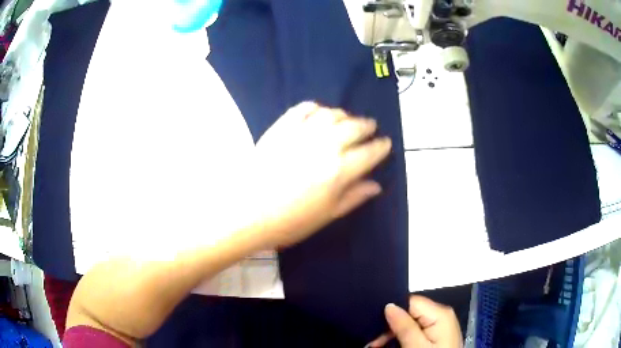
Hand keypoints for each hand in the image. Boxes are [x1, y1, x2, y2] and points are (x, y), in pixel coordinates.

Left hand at [248, 101, 390, 248]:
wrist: (246, 211)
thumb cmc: (289, 221)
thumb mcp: (326, 215)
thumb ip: (353, 197)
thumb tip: (376, 185)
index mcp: (340, 170)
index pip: (370, 152)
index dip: (381, 147)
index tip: (385, 143)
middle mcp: (326, 145)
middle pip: (354, 128)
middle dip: (367, 126)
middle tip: (371, 127)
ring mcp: (302, 132)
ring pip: (332, 114)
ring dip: (345, 115)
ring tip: (348, 119)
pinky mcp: (282, 127)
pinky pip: (303, 109)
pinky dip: (315, 107)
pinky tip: (319, 111)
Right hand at [368, 296, 462, 347]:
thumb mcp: (416, 347)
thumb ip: (405, 327)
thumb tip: (389, 305)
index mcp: (440, 313)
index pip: (411, 301)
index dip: (391, 312)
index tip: (375, 327)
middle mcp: (442, 314)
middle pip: (410, 312)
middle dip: (390, 325)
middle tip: (373, 343)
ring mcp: (440, 324)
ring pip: (411, 321)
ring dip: (394, 333)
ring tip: (379, 345)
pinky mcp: (437, 334)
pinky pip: (417, 329)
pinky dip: (403, 337)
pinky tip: (393, 344)